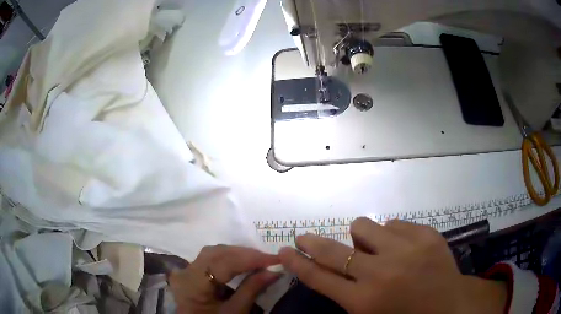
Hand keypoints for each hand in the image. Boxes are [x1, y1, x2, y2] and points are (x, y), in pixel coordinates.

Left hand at [170, 245, 280, 313]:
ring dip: (237, 254)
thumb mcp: (235, 312)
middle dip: (244, 254)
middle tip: (268, 259)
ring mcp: (185, 270)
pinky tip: (241, 262)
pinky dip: (227, 258)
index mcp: (193, 284)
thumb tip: (274, 271)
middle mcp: (185, 272)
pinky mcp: (189, 272)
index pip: (223, 263)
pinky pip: (209, 259)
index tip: (275, 258)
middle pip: (216, 253)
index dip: (250, 258)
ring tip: (258, 260)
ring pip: (213, 253)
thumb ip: (252, 289)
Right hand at [279, 217, 506, 313]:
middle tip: (304, 237)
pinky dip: (392, 236)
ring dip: (362, 238)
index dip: (297, 263)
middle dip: (313, 243)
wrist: (451, 306)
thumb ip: (347, 294)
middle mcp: (381, 273)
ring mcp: (407, 249)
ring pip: (364, 226)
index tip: (283, 250)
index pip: (318, 278)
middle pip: (333, 251)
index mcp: (364, 301)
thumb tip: (332, 267)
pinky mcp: (427, 234)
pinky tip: (404, 249)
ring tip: (375, 249)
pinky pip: (395, 224)